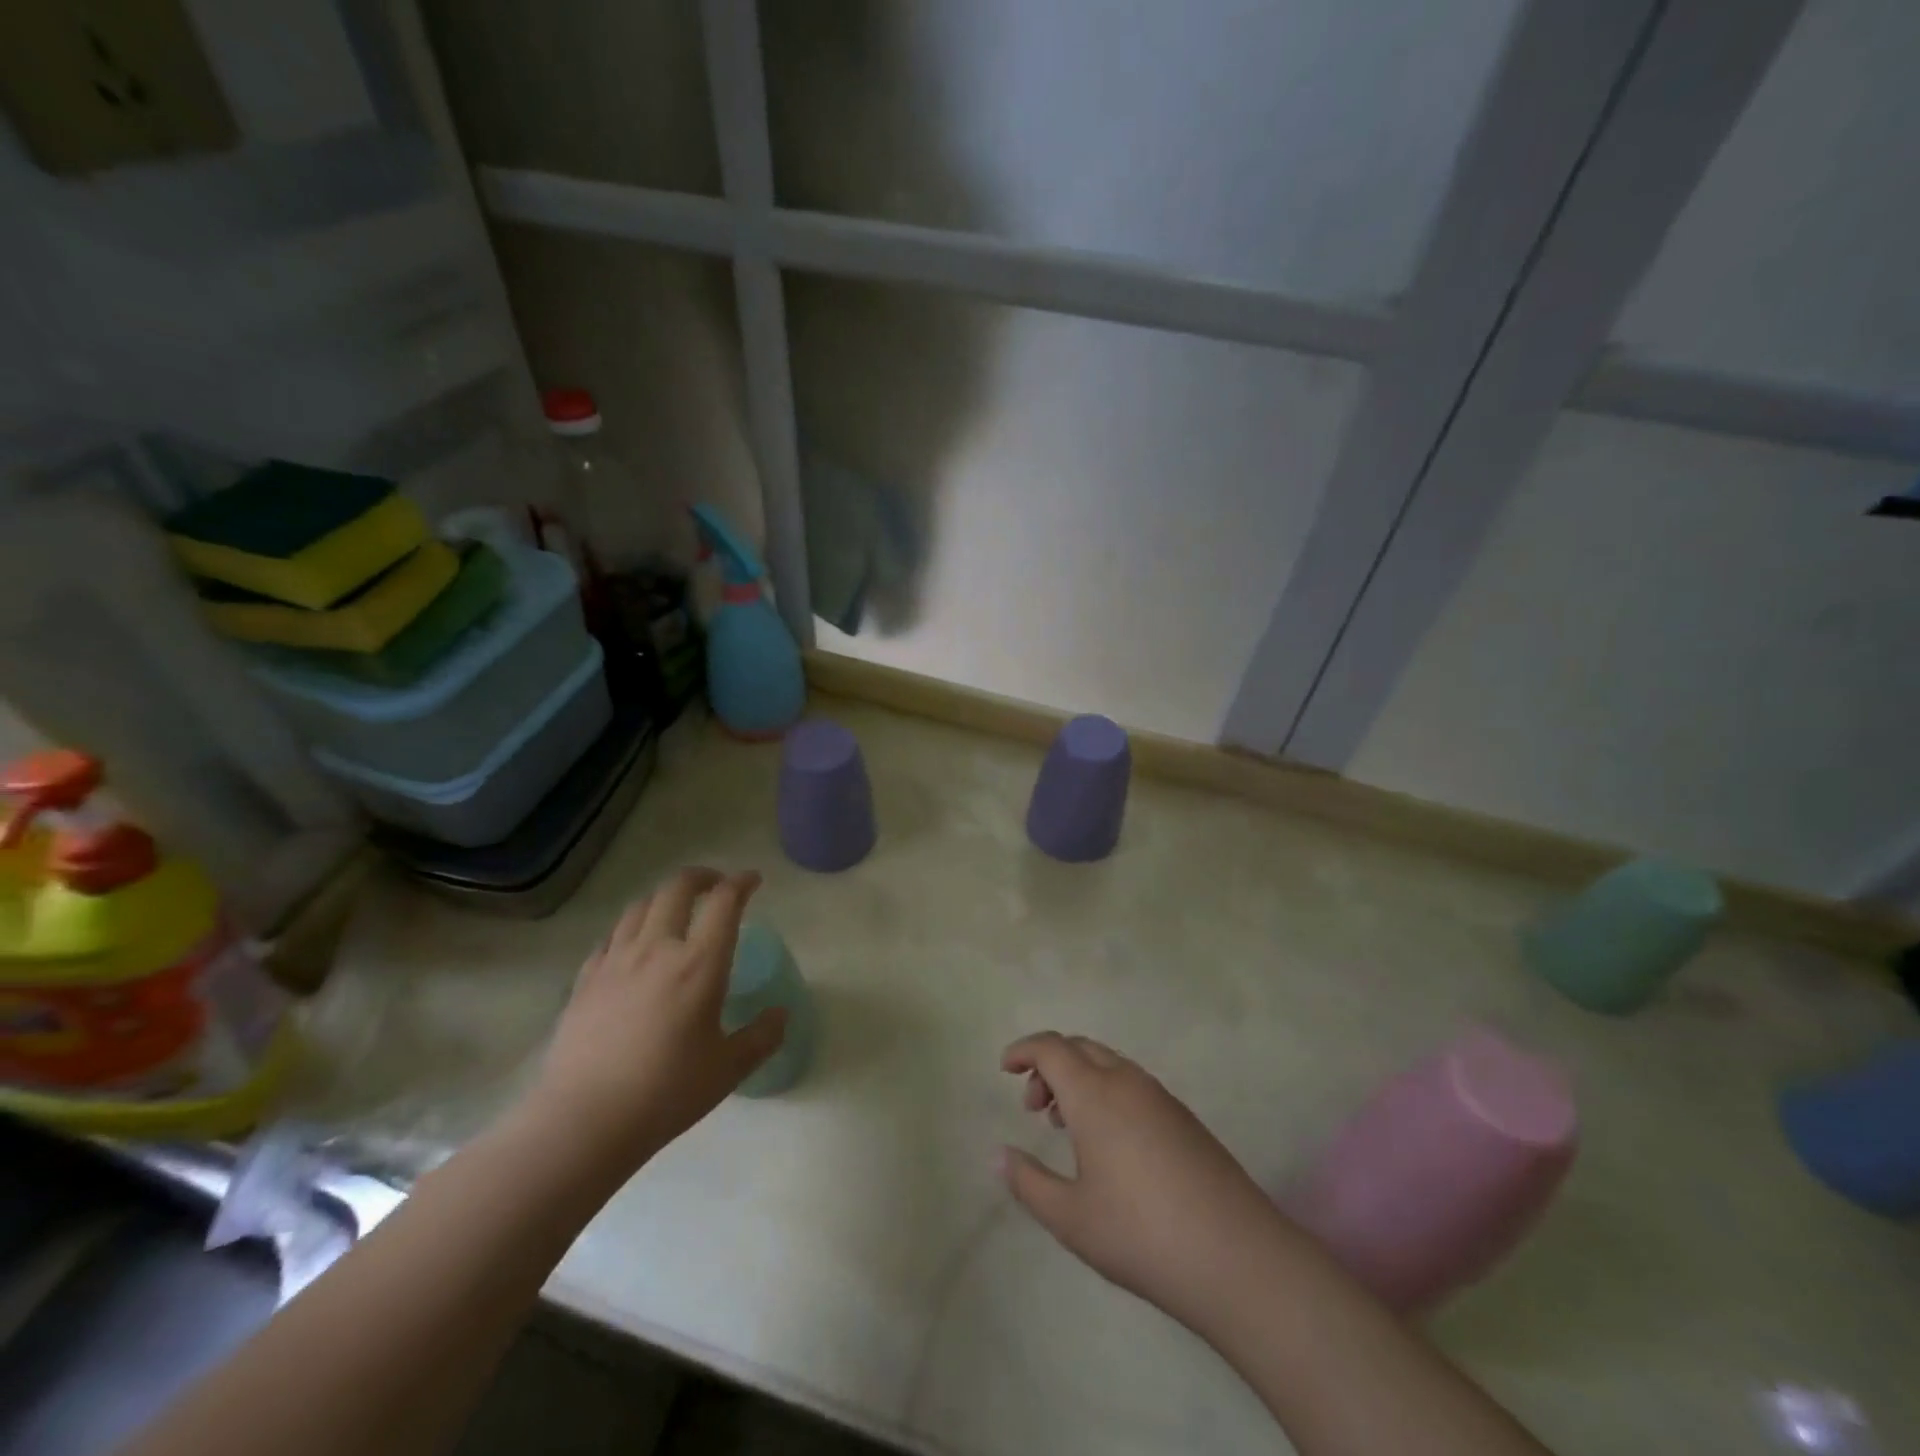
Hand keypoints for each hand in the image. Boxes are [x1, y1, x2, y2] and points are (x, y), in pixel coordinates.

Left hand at [522, 868, 786, 1181]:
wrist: (583, 1121)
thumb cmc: (666, 1093)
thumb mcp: (728, 1069)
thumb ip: (761, 1037)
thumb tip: (781, 1015)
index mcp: (699, 964)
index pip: (725, 902)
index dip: (741, 883)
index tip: (752, 880)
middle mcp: (657, 949)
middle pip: (677, 888)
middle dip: (702, 877)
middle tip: (716, 887)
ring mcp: (616, 961)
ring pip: (640, 906)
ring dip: (664, 898)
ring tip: (676, 912)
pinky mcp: (585, 980)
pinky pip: (611, 937)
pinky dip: (631, 928)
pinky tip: (634, 949)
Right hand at [999, 1032, 1294, 1333]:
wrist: (1236, 1257)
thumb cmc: (1140, 1234)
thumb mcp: (1070, 1218)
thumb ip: (1027, 1182)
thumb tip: (998, 1154)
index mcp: (1095, 1094)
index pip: (1051, 1048)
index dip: (1023, 1050)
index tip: (1004, 1068)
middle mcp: (1127, 1082)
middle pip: (1080, 1048)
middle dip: (1049, 1065)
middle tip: (1034, 1107)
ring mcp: (1161, 1097)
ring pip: (1109, 1064)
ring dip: (1079, 1079)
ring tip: (1066, 1126)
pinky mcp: (1184, 1118)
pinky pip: (1133, 1085)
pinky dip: (1106, 1093)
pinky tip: (1109, 1143)